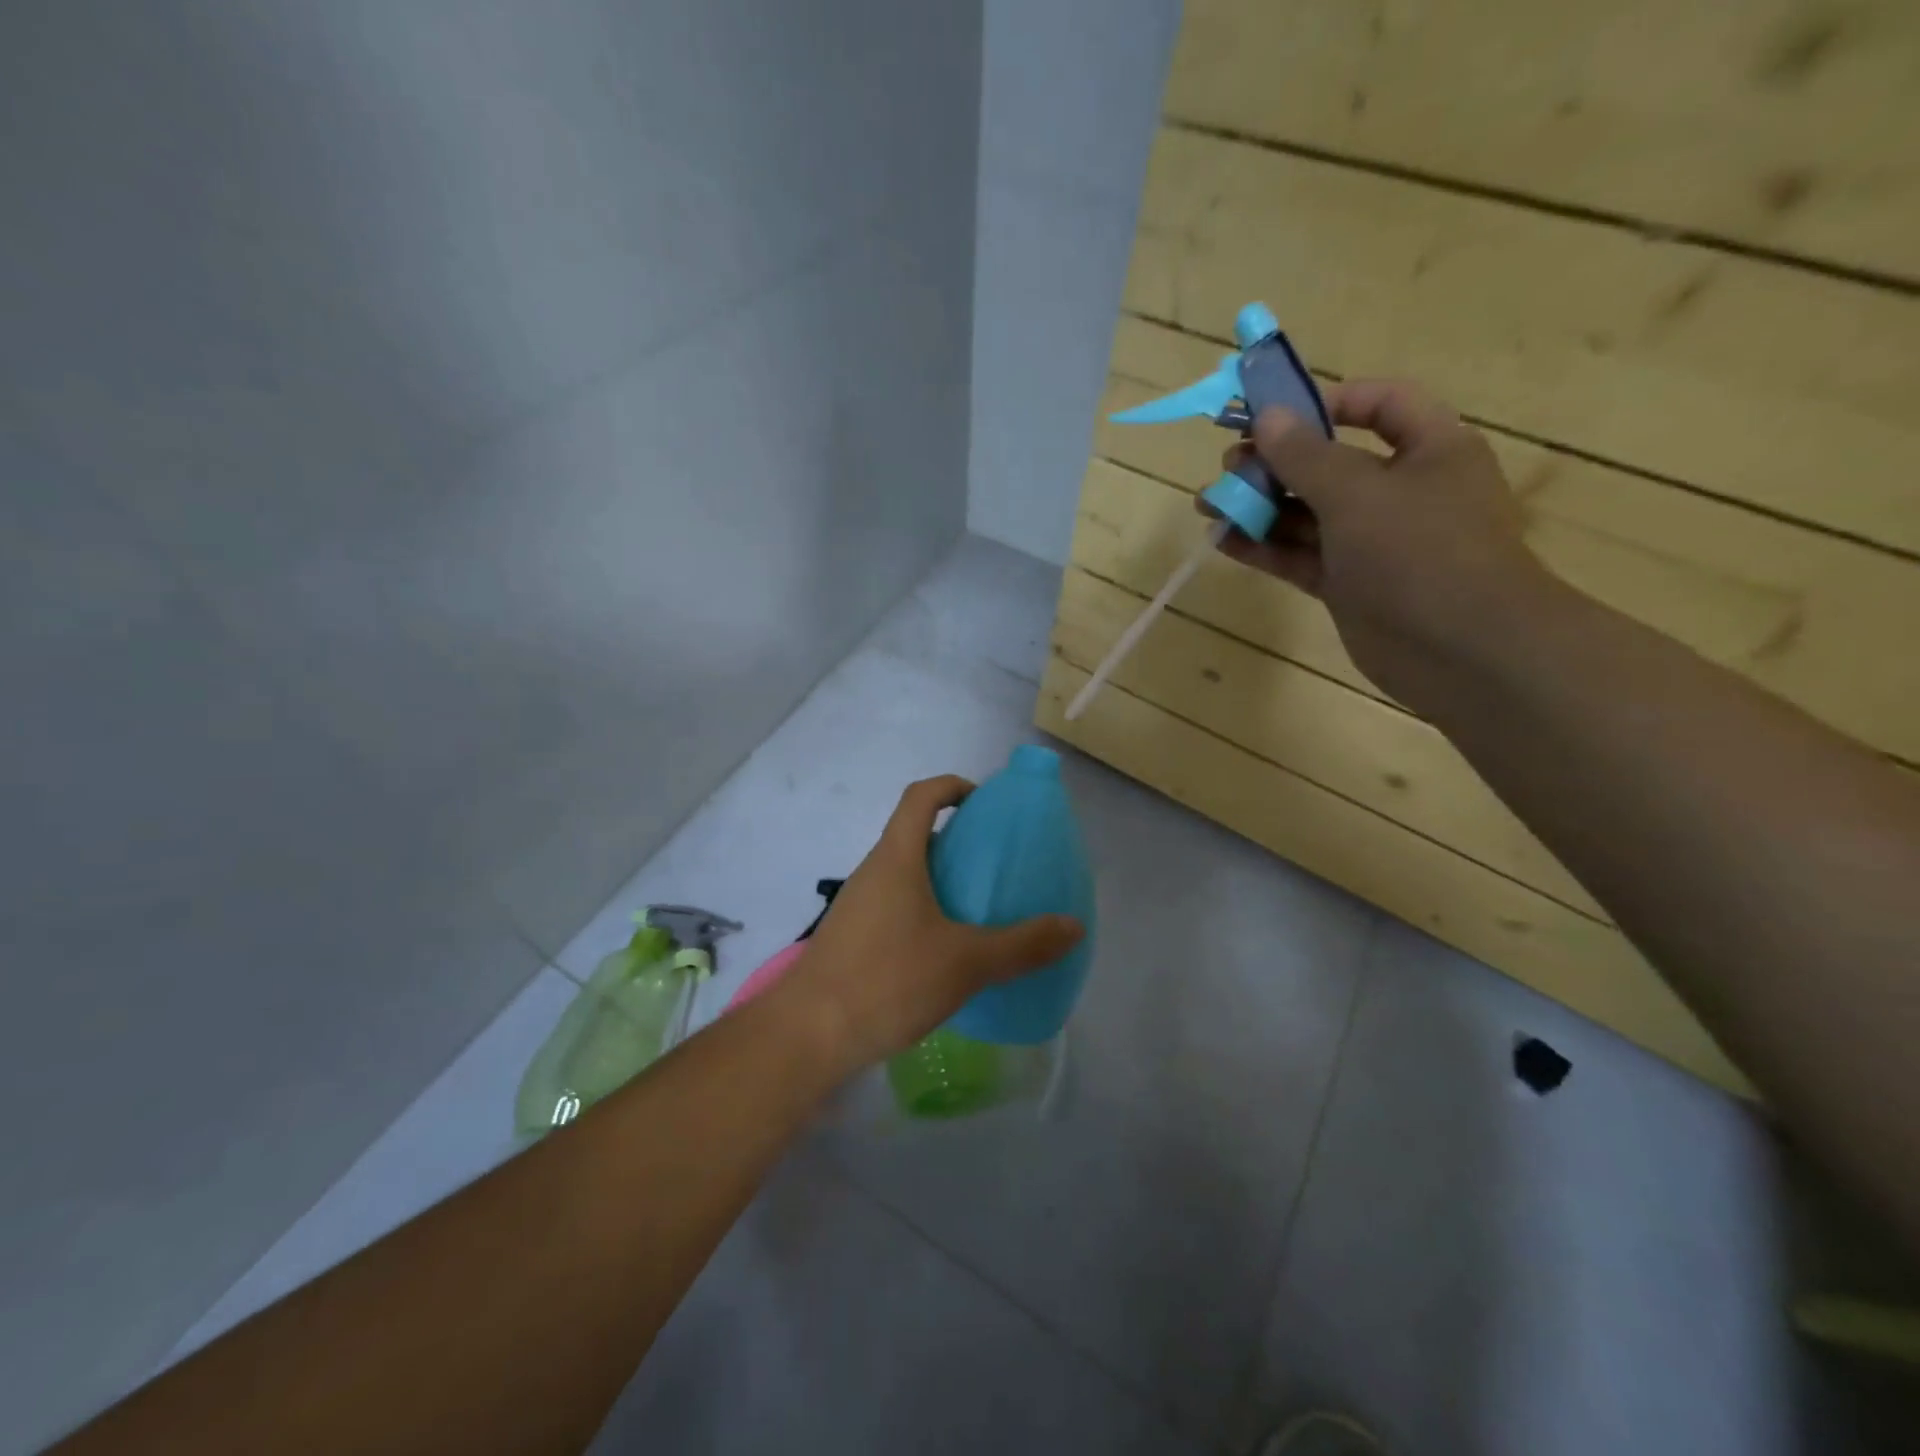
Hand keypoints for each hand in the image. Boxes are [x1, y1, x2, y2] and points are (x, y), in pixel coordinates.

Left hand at [784, 775, 1084, 1068]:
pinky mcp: (849, 938)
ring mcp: (856, 905)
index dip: (952, 786)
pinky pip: (892, 906)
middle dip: (953, 839)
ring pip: (902, 873)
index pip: (920, 796)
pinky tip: (943, 951)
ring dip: (937, 878)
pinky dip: (921, 910)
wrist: (808, 1035)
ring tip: (976, 908)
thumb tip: (1073, 926)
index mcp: (896, 858)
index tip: (983, 802)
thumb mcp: (966, 963)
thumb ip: (1023, 944)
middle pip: (912, 833)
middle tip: (993, 863)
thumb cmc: (888, 980)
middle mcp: (872, 872)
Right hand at [1208, 380, 1556, 710]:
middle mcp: (1402, 491)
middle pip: (1330, 463)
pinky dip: (1264, 547)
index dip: (1326, 402)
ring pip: (1309, 514)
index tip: (1272, 415)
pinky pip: (1301, 556)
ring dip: (1259, 507)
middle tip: (1227, 468)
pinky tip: (1223, 541)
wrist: (1459, 650)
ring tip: (1209, 506)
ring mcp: (1373, 542)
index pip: (1380, 405)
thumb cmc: (1419, 551)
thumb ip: (1306, 455)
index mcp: (1429, 449)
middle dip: (1276, 463)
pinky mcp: (1349, 584)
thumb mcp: (1357, 493)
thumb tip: (1267, 416)